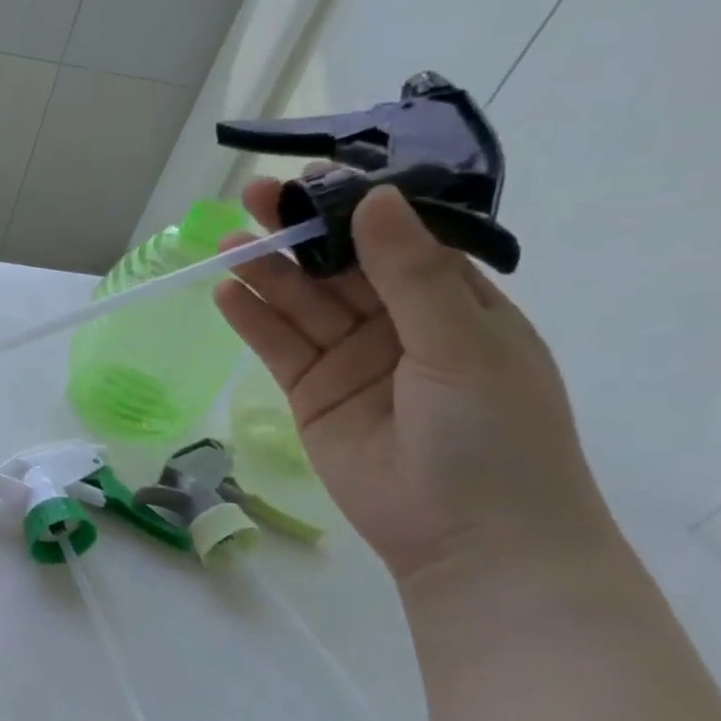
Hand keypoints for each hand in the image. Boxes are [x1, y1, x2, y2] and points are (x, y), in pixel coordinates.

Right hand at [214, 180, 615, 588]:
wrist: (471, 541)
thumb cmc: (494, 435)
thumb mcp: (461, 344)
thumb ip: (410, 274)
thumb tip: (375, 198)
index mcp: (451, 304)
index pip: (394, 240)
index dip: (352, 208)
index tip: (311, 180)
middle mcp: (397, 325)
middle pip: (337, 268)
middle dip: (297, 234)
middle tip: (252, 199)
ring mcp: (350, 360)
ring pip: (300, 304)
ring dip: (264, 273)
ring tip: (226, 246)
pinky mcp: (311, 394)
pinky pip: (278, 347)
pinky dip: (251, 320)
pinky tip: (226, 293)